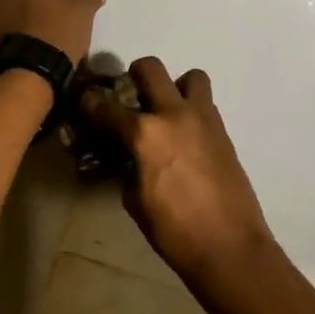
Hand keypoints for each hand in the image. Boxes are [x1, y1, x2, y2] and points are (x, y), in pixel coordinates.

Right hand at [81, 57, 271, 273]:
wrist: (229, 245)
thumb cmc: (174, 230)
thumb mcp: (134, 200)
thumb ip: (126, 167)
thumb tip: (126, 156)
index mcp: (145, 134)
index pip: (106, 107)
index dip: (90, 103)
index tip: (85, 103)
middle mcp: (174, 114)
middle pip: (150, 68)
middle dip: (133, 75)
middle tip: (130, 96)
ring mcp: (203, 119)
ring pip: (190, 76)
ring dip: (175, 87)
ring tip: (167, 113)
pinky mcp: (223, 131)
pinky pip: (205, 104)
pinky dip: (192, 110)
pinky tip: (185, 138)